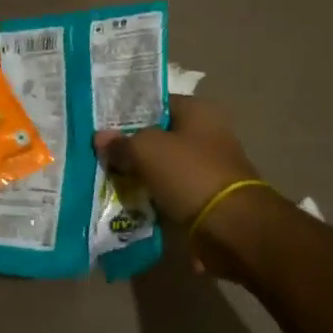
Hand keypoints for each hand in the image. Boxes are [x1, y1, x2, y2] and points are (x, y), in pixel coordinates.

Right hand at [92, 95, 263, 227]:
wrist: (231, 228)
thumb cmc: (189, 174)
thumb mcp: (146, 150)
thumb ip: (121, 143)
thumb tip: (100, 138)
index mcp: (199, 111)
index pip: (156, 104)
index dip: (128, 114)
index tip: (103, 127)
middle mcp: (208, 134)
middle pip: (160, 137)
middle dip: (133, 148)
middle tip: (103, 156)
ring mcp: (209, 168)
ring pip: (164, 167)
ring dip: (143, 176)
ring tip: (110, 181)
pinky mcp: (208, 199)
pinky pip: (172, 193)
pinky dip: (156, 199)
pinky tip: (131, 204)